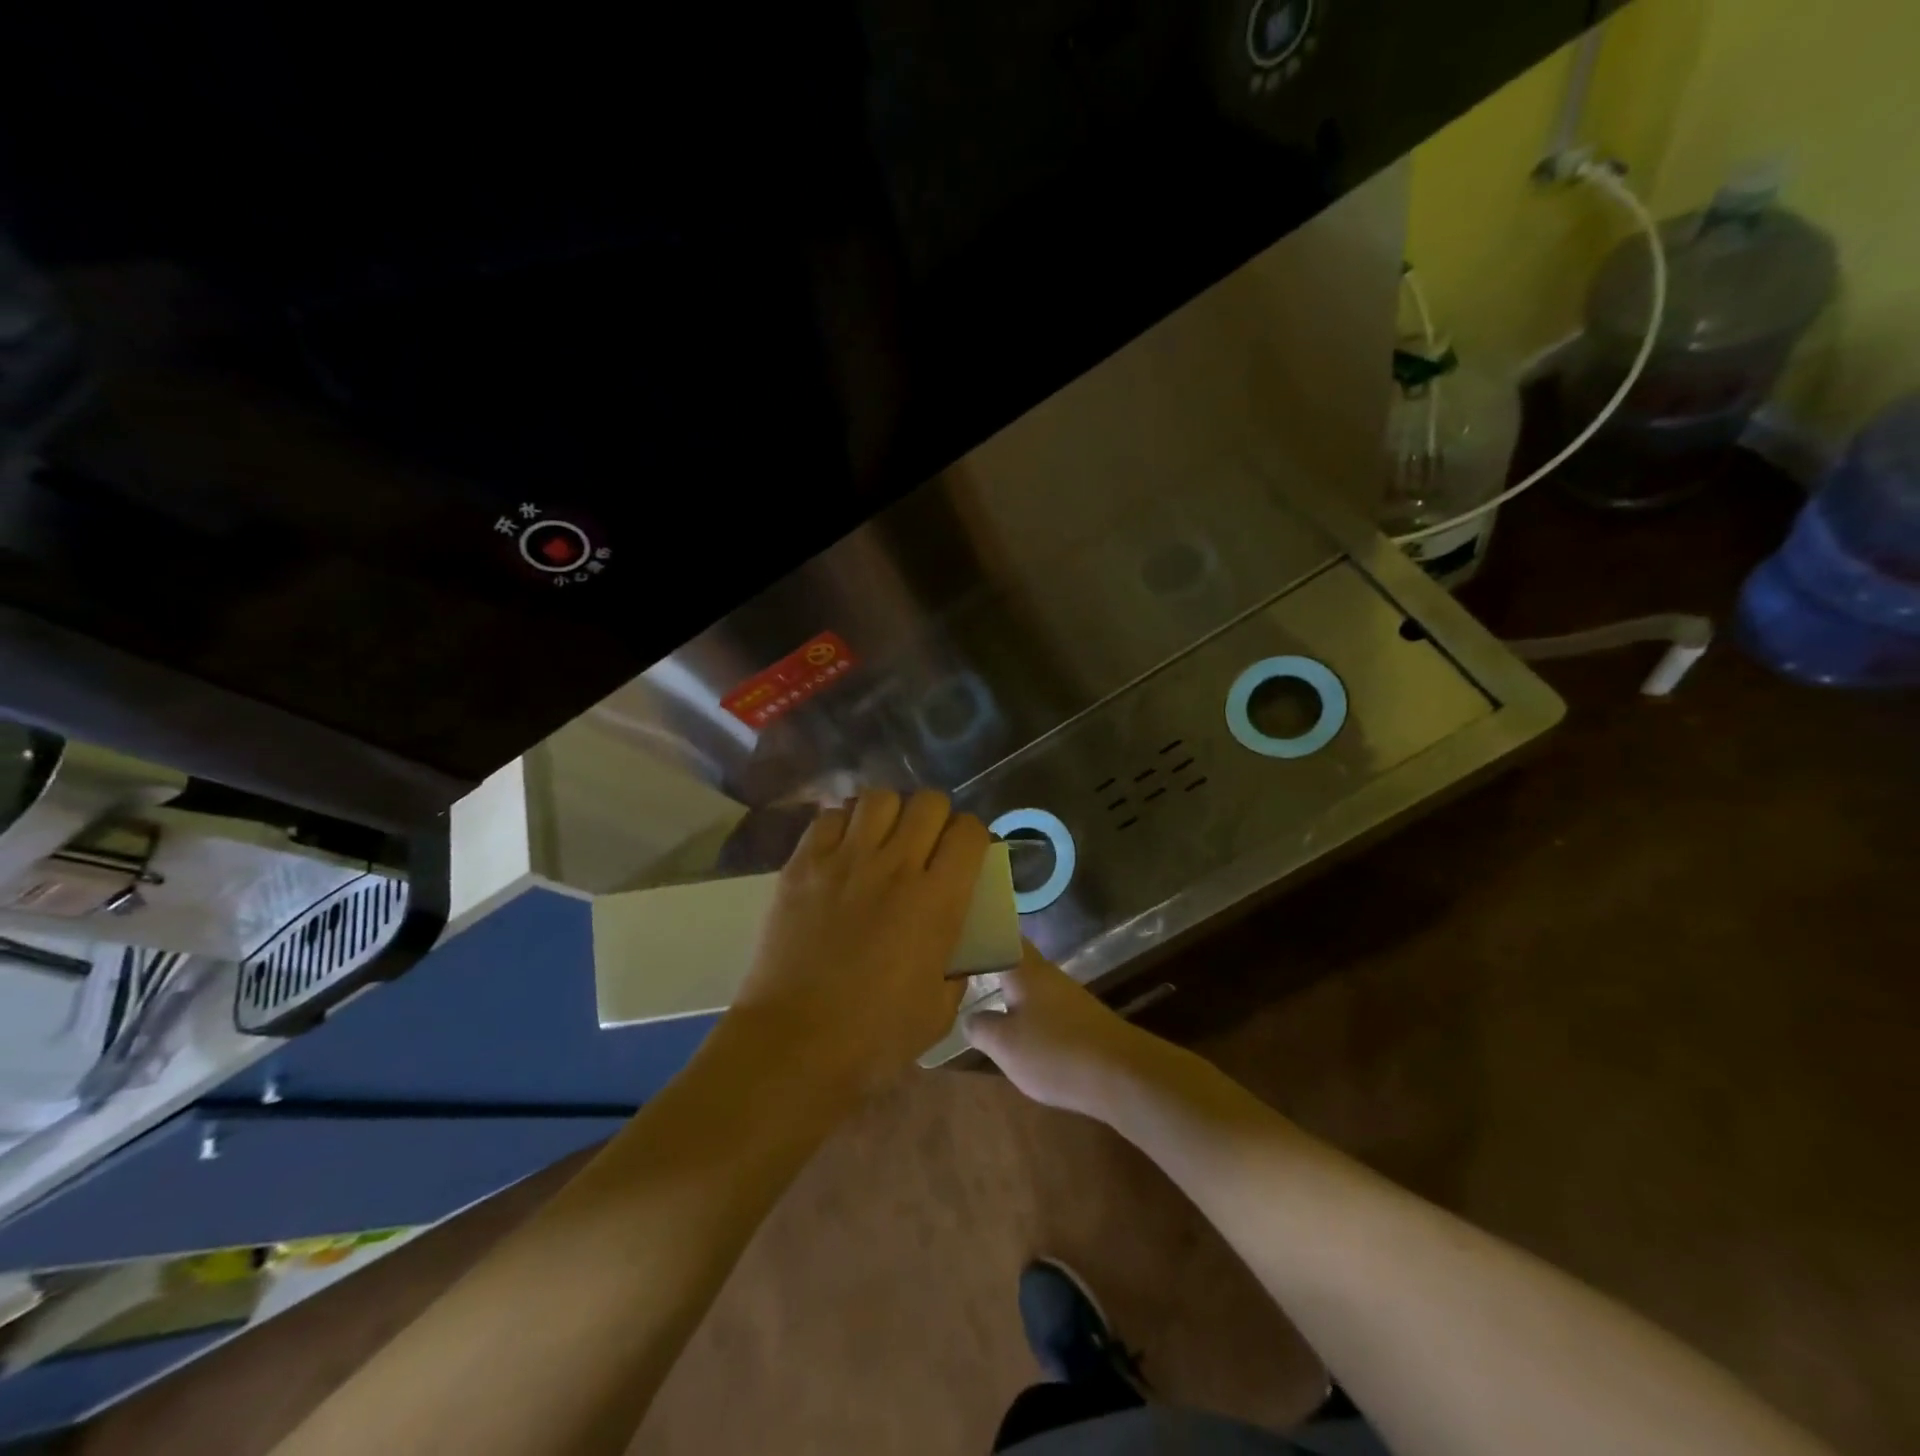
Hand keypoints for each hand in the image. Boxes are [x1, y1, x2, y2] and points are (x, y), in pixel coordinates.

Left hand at [724, 789, 989, 1100]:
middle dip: (937, 817)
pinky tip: (843, 848)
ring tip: (883, 839)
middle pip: (928, 803)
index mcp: (937, 899)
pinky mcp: (803, 864)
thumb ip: (957, 966)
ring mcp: (844, 860)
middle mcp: (895, 865)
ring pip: (879, 798)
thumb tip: (956, 944)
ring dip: (890, 813)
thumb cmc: (874, 1038)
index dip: (974, 837)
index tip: (966, 855)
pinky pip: (830, 816)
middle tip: (926, 845)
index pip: (969, 832)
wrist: (794, 1045)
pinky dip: (844, 822)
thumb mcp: (940, 1010)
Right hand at [964, 943, 1168, 1117]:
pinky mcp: (1081, 1020)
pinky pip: (1044, 1006)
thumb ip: (980, 1028)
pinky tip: (1016, 1030)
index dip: (981, 933)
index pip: (1001, 935)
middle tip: (960, 971)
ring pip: (1029, 984)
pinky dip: (1026, 1012)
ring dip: (1008, 989)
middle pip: (1015, 959)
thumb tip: (968, 1017)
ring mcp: (1067, 997)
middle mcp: (1047, 975)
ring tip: (980, 1000)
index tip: (956, 938)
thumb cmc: (1055, 1052)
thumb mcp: (1005, 1045)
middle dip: (991, 963)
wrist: (1122, 1075)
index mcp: (1026, 969)